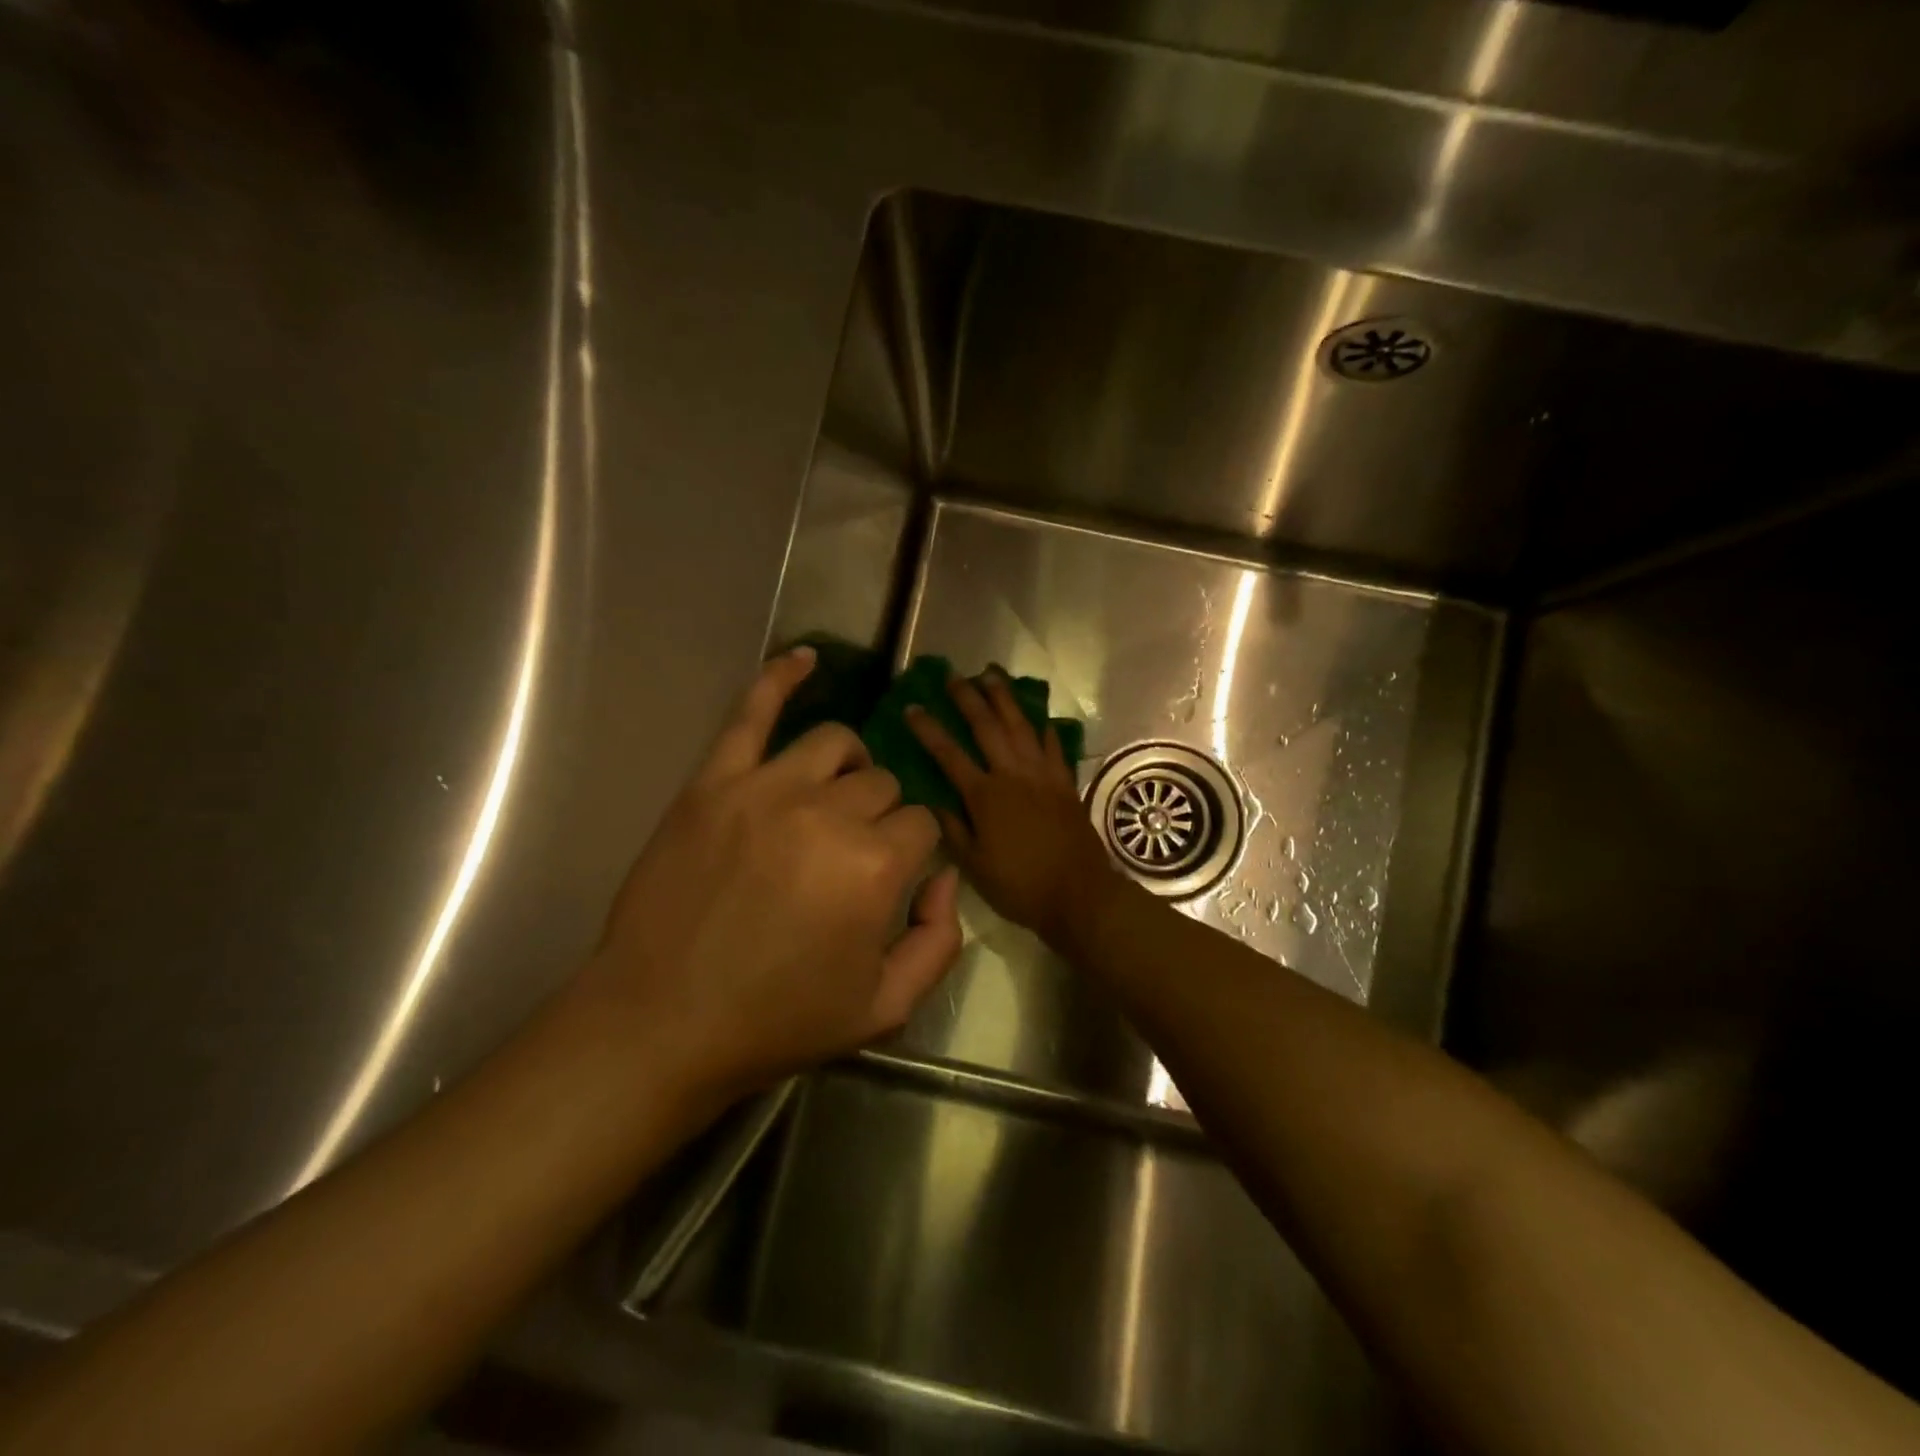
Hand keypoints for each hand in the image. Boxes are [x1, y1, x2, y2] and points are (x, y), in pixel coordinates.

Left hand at [579, 647, 960, 1106]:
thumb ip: (940, 940)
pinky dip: (779, 678)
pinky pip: (751, 712)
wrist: (661, 1024)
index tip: (892, 879)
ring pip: (836, 744)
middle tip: (853, 857)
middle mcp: (828, 814)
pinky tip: (804, 659)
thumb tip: (947, 876)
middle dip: (883, 817)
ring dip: (850, 768)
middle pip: (883, 784)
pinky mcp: (713, 782)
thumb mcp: (885, 1007)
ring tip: (835, 797)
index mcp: (876, 866)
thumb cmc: (777, 1020)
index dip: (915, 851)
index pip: (923, 823)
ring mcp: (765, 789)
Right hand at [905, 672, 1115, 945]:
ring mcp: (1042, 775)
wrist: (1079, 893)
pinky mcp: (1065, 782)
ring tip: (992, 675)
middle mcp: (1013, 774)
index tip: (912, 707)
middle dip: (968, 698)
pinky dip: (1045, 729)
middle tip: (953, 676)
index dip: (929, 729)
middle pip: (987, 727)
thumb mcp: (975, 864)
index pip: (949, 754)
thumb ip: (953, 829)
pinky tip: (1039, 717)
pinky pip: (1053, 746)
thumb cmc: (1020, 885)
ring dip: (1005, 698)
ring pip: (1021, 726)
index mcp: (985, 795)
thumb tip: (932, 801)